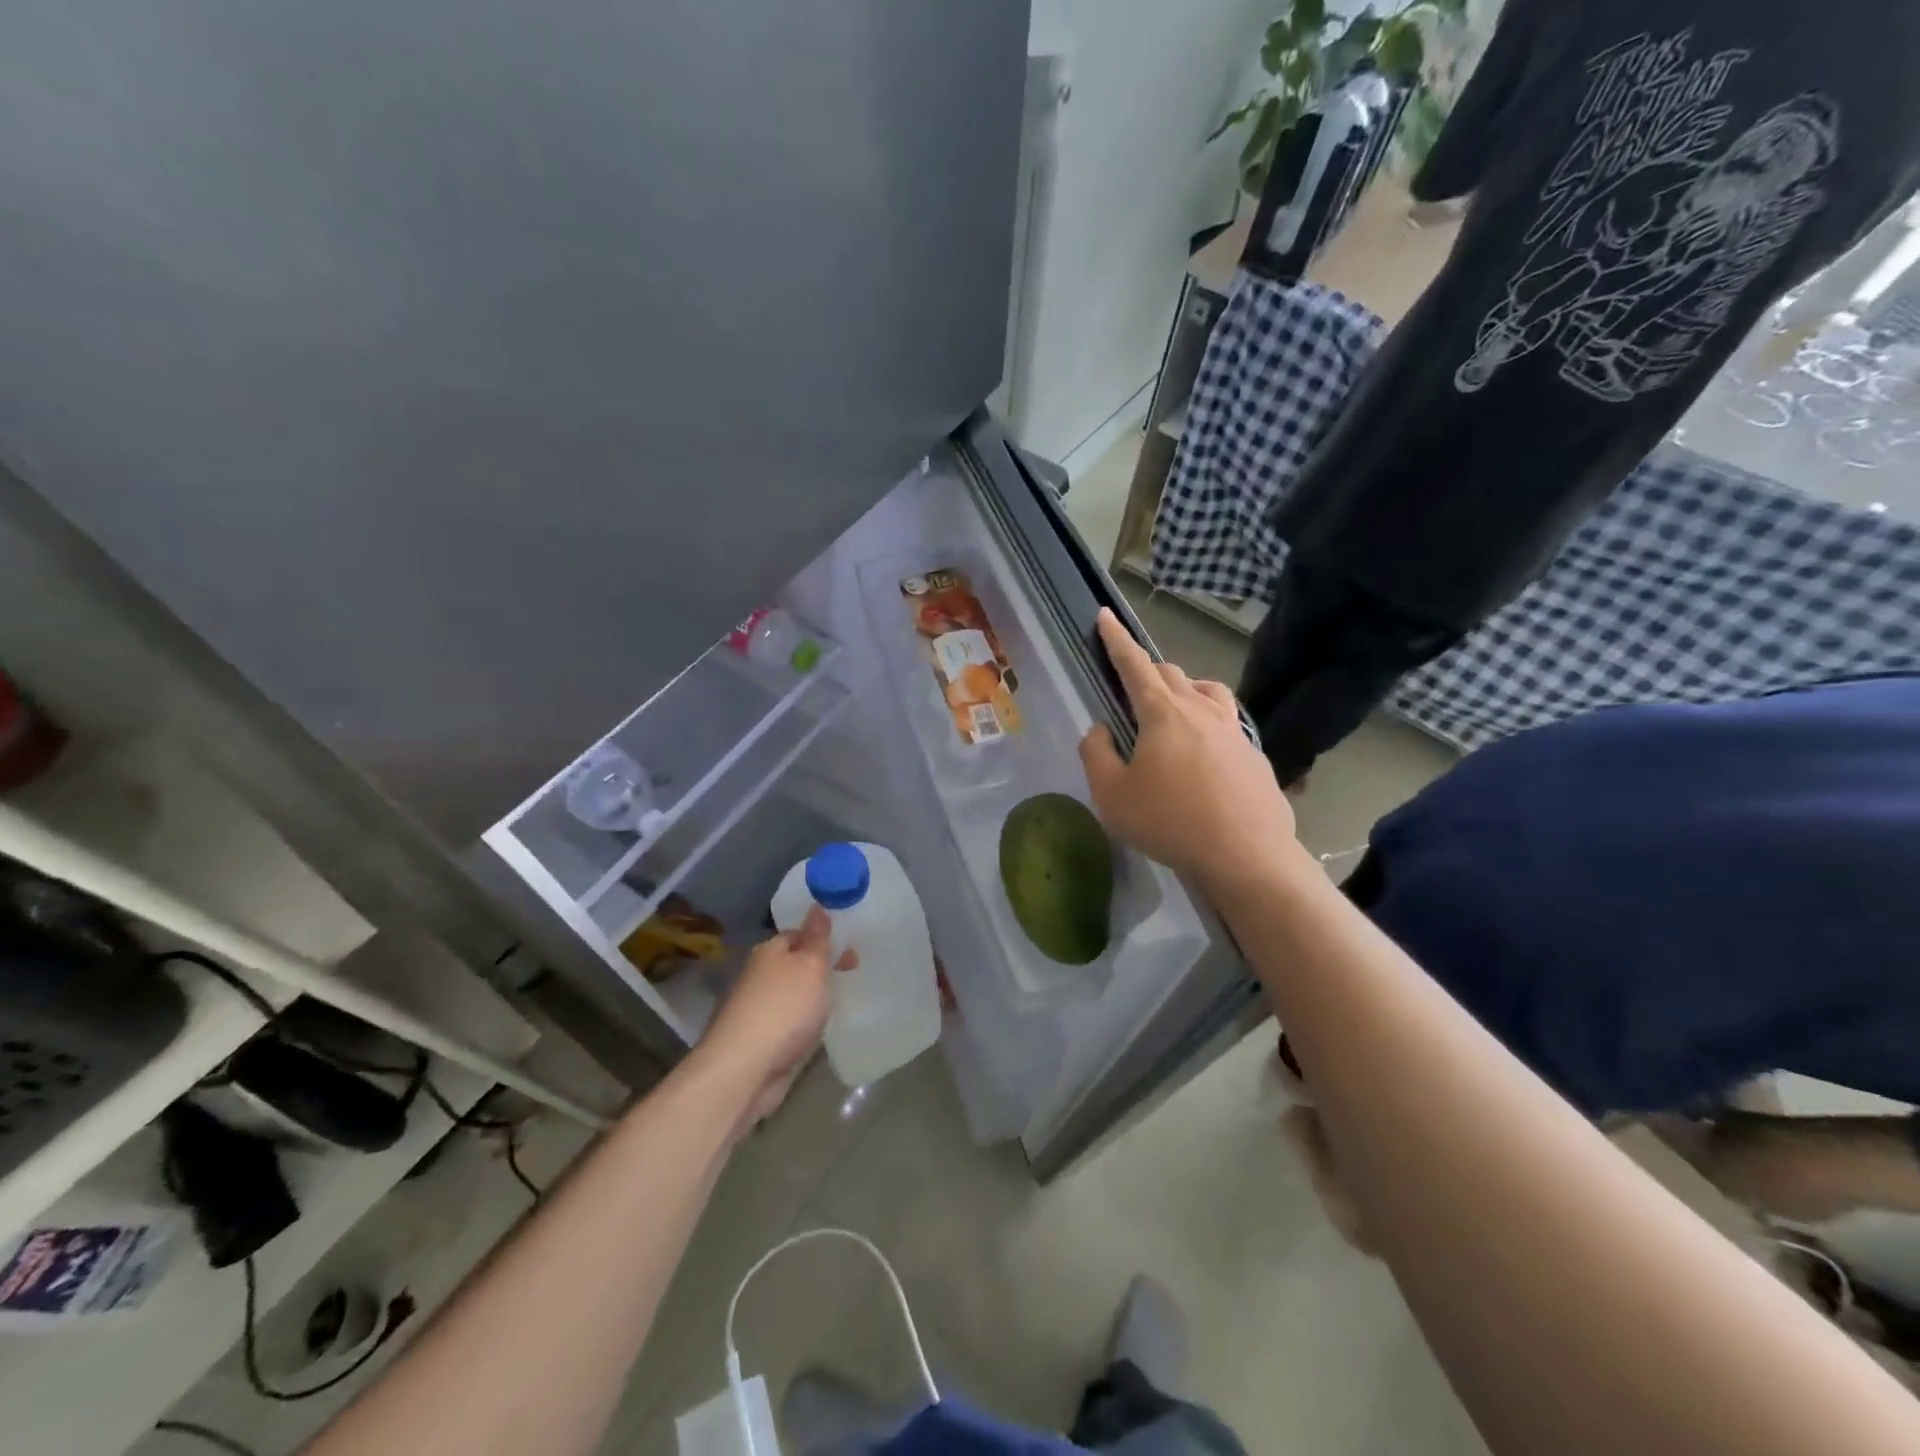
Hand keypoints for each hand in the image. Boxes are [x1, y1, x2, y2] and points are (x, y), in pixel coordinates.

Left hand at [696, 906, 840, 1133]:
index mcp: (769, 951)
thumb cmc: (784, 1008)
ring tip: (837, 1006)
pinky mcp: (759, 1040)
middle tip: (849, 978)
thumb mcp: (810, 965)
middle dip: (820, 969)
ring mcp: (756, 1009)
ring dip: (812, 998)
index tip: (850, 953)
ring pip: (791, 995)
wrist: (744, 1070)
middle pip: (794, 964)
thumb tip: (817, 906)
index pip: (798, 934)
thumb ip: (817, 937)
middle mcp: (759, 975)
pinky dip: (803, 1023)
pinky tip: (816, 1031)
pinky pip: (788, 1022)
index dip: (824, 940)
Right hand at [1079, 608, 1301, 891]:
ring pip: (1207, 690)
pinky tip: (1204, 753)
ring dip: (1184, 689)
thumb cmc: (1170, 822)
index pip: (1134, 664)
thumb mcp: (1111, 795)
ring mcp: (1234, 730)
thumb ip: (1096, 754)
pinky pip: (1227, 722)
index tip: (1106, 615)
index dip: (1116, 639)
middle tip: (1130, 685)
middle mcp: (1201, 710)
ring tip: (1173, 708)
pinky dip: (1208, 722)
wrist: (1246, 855)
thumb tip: (1100, 730)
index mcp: (1163, 713)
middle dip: (1146, 669)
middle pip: (1171, 673)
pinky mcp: (1254, 754)